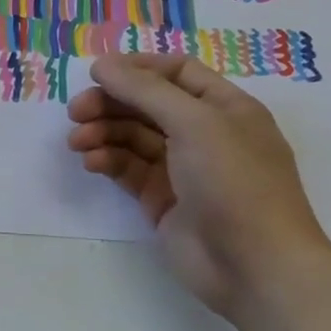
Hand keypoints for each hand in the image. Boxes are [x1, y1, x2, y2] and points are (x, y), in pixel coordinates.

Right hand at [66, 54, 330, 317]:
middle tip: (76, 111)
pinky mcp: (162, 199)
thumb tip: (102, 64)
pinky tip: (92, 162)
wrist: (255, 266)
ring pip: (132, 137)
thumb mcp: (194, 123)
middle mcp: (204, 133)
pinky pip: (128, 169)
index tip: (98, 73)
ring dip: (102, 132)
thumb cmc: (235, 182)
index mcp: (224, 108)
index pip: (176, 72)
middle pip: (147, 104)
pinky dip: (108, 160)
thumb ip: (145, 90)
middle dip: (110, 103)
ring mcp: (182, 168)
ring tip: (78, 142)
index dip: (137, 68)